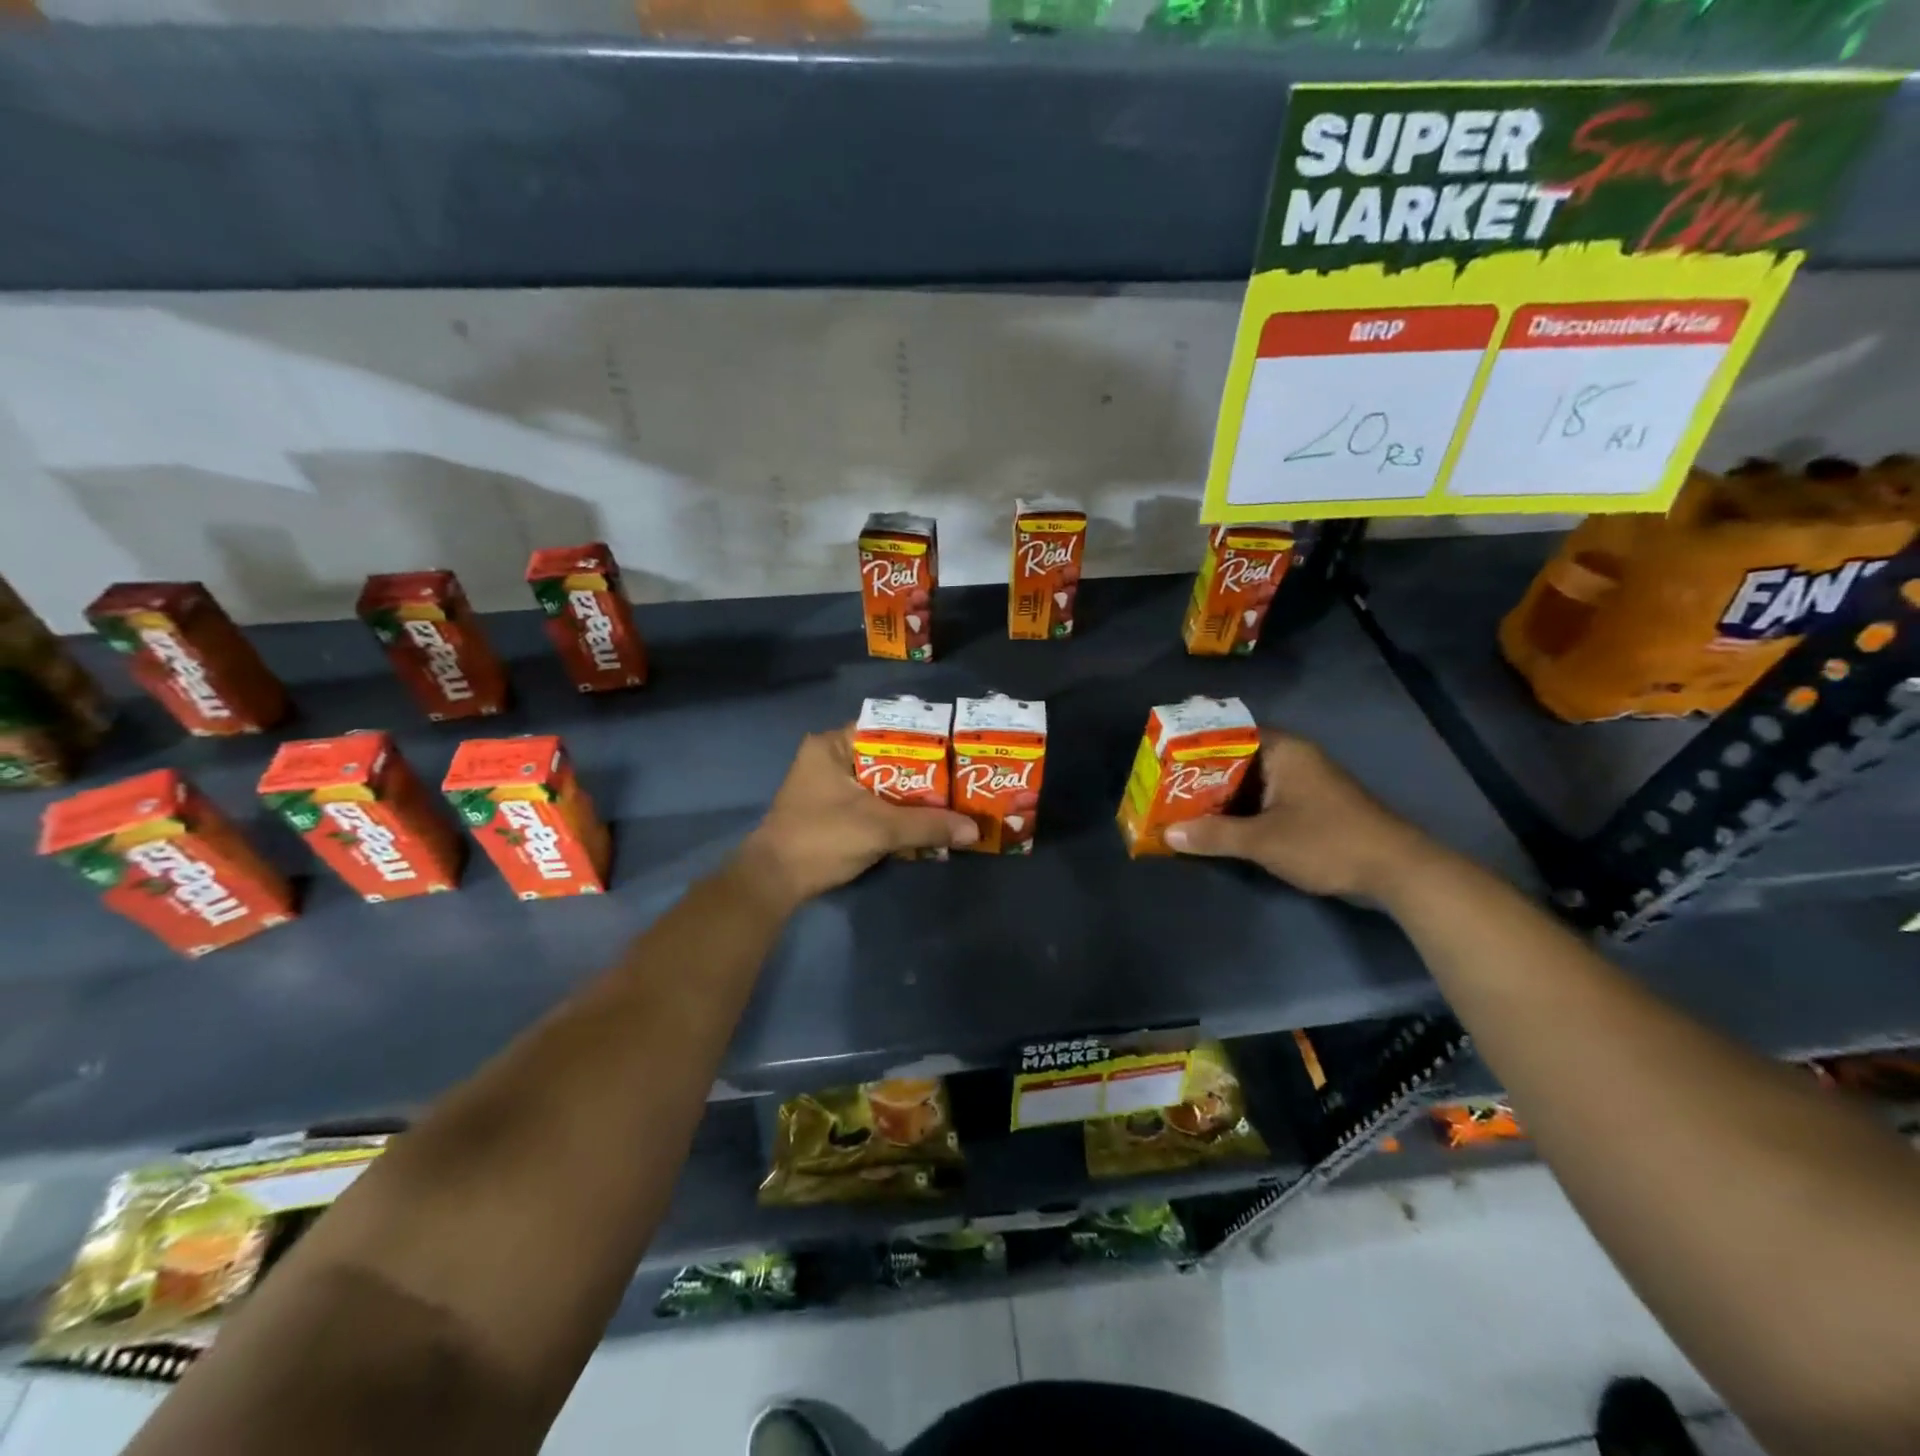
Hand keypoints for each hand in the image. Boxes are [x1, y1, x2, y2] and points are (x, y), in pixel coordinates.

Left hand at [736, 727, 978, 909]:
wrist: (774, 882)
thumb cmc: (822, 838)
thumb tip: (974, 830)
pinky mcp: (832, 812)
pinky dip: (896, 814)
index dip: (924, 738)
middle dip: (924, 774)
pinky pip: (873, 804)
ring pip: (882, 784)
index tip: (956, 749)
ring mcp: (830, 787)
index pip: (887, 728)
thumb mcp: (880, 828)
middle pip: (888, 758)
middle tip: (961, 780)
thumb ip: (928, 825)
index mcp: (833, 745)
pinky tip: (925, 826)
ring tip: (952, 803)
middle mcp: (830, 758)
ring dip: (912, 798)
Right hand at [1164, 729, 1440, 899]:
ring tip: (1179, 808)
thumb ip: (1213, 835)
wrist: (1398, 871)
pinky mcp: (1311, 807)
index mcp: (1283, 751)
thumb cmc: (1327, 842)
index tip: (1163, 759)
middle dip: (1201, 776)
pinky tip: (1216, 827)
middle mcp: (1293, 759)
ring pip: (1249, 783)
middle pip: (1236, 760)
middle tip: (1163, 788)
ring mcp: (1304, 783)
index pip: (1228, 734)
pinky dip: (1241, 811)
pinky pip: (1264, 801)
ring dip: (1220, 797)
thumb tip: (1167, 834)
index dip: (1194, 746)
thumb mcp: (1263, 840)